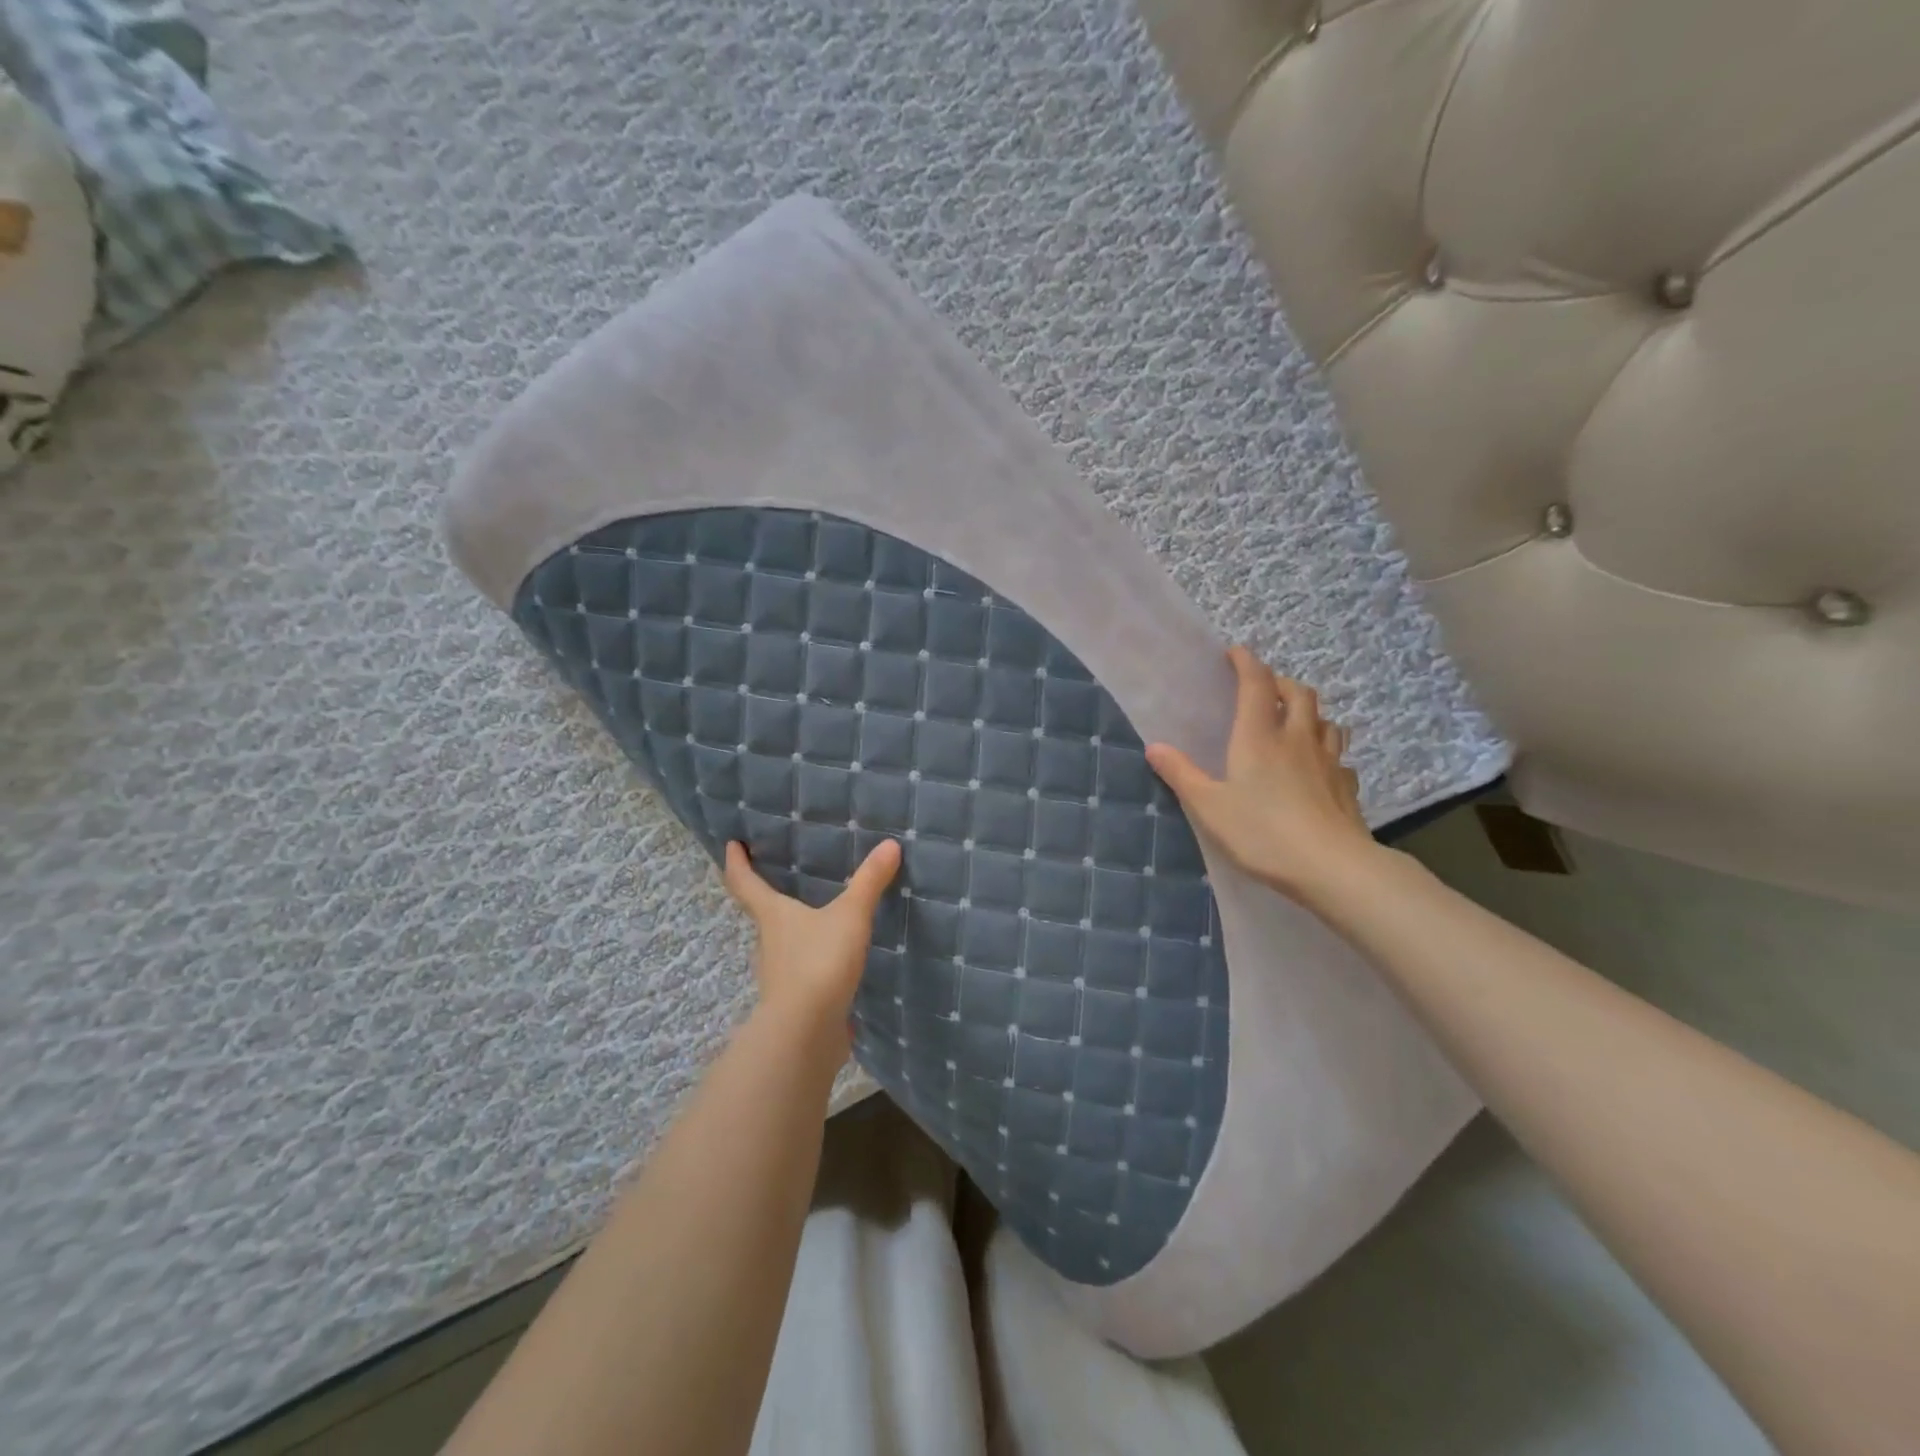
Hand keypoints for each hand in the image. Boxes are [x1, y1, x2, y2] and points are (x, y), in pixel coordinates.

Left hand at [722, 839, 901, 1033]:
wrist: (806, 1033)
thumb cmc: (819, 962)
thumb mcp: (850, 917)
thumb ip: (868, 882)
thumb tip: (890, 845)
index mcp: (773, 916)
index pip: (745, 883)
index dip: (737, 862)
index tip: (732, 845)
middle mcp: (769, 943)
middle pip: (764, 915)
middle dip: (770, 899)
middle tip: (783, 880)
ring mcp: (779, 976)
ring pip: (783, 945)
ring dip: (795, 933)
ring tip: (818, 920)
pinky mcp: (795, 1002)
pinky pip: (803, 974)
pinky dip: (813, 964)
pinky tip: (834, 964)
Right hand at [1145, 646, 1381, 904]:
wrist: (1332, 867)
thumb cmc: (1262, 832)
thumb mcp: (1209, 806)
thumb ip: (1181, 774)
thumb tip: (1154, 746)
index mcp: (1259, 737)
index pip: (1256, 684)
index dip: (1247, 663)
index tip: (1236, 653)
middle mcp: (1297, 739)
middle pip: (1299, 694)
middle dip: (1282, 683)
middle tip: (1265, 690)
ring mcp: (1328, 762)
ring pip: (1326, 721)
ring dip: (1310, 714)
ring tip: (1295, 723)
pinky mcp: (1347, 787)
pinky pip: (1340, 758)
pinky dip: (1328, 753)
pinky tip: (1320, 769)